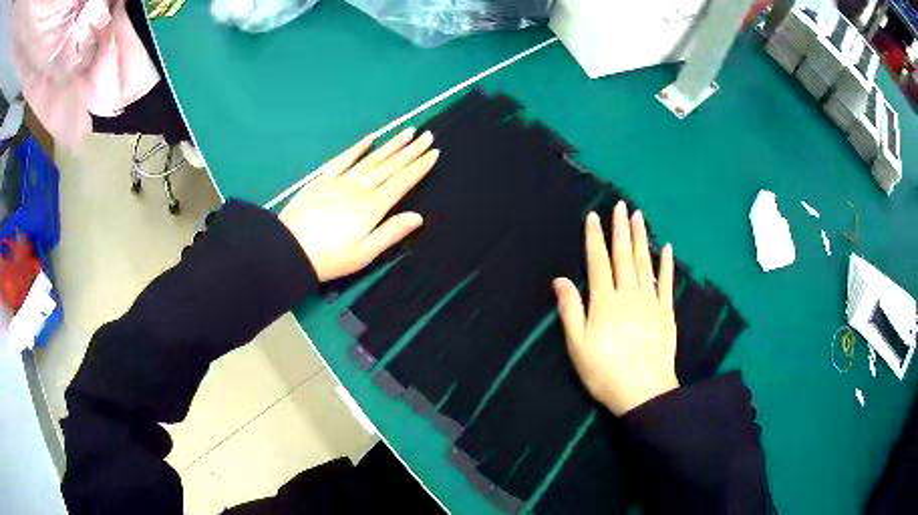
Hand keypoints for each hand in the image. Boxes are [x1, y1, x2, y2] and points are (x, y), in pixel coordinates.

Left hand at [279, 128, 438, 281]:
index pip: (402, 182)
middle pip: (390, 165)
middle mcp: (359, 188)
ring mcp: (340, 181)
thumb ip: (390, 233)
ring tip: (407, 132)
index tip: (434, 152)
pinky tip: (370, 138)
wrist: (288, 250)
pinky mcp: (322, 180)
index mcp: (372, 207)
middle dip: (411, 150)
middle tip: (427, 135)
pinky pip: (344, 158)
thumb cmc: (328, 259)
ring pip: (372, 158)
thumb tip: (418, 217)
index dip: (419, 167)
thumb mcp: (363, 255)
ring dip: (391, 144)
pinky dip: (358, 147)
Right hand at [553, 201, 678, 415]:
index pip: (598, 262)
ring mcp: (650, 302)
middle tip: (620, 206)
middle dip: (620, 229)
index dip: (595, 239)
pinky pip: (666, 283)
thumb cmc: (605, 371)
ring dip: (640, 239)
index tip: (594, 217)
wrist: (644, 392)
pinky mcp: (666, 313)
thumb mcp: (578, 345)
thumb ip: (571, 310)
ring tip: (638, 217)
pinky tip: (665, 248)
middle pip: (623, 256)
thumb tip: (560, 279)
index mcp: (604, 302)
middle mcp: (628, 295)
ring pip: (644, 264)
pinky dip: (666, 264)